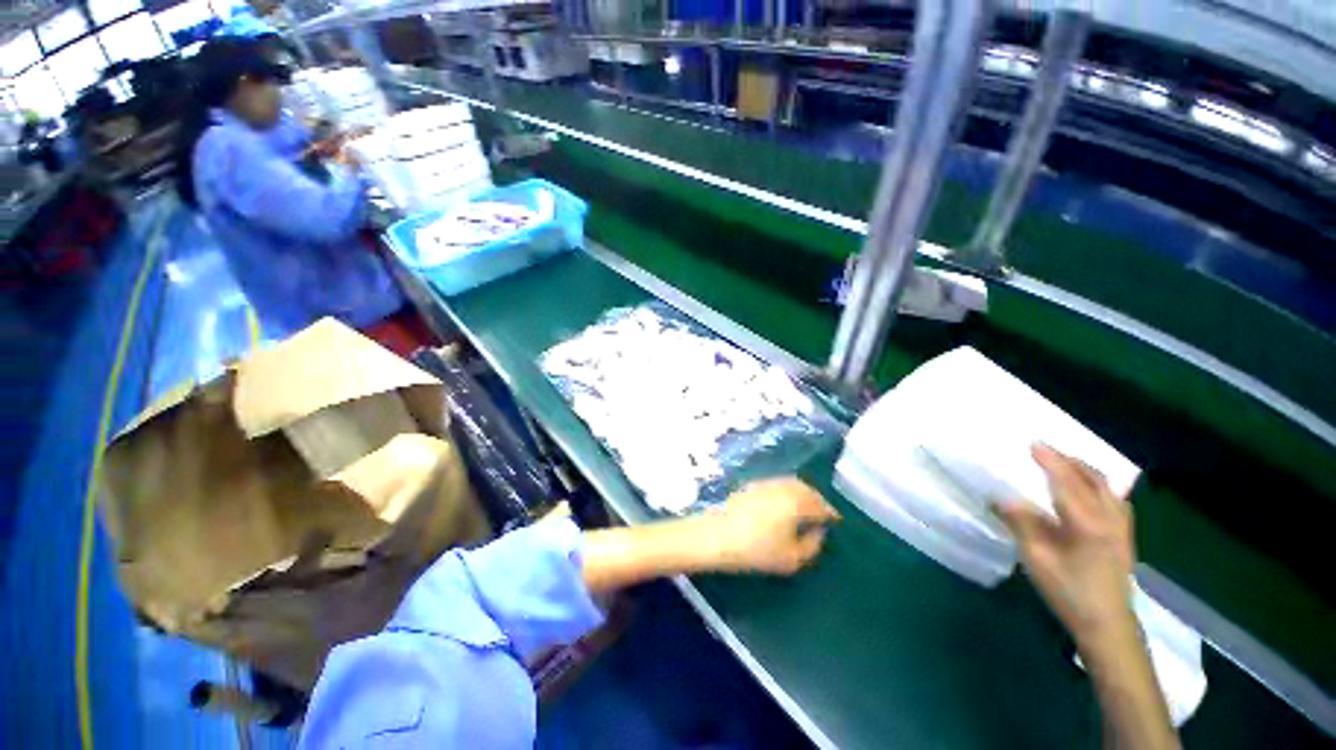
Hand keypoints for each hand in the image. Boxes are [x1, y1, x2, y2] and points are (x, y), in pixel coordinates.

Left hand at [707, 477, 840, 574]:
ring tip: (805, 509)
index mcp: (797, 503)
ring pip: (792, 484)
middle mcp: (784, 487)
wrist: (716, 535)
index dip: (831, 514)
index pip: (821, 505)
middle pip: (808, 490)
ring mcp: (766, 483)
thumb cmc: (756, 550)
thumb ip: (812, 545)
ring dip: (803, 493)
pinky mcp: (752, 485)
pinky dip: (787, 491)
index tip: (836, 522)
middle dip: (818, 500)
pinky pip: (778, 484)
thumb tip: (819, 532)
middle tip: (823, 514)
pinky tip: (784, 504)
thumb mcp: (791, 559)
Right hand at [995, 445, 1135, 645]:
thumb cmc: (1069, 592)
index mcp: (1087, 522)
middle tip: (1046, 450)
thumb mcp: (1037, 559)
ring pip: (1108, 487)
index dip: (1049, 460)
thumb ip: (1021, 524)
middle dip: (1069, 460)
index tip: (1033, 443)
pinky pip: (1114, 499)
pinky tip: (1090, 490)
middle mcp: (1109, 518)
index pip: (1066, 482)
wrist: (1108, 624)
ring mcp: (1121, 527)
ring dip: (1086, 470)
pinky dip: (1099, 485)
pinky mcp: (1124, 536)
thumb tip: (1000, 497)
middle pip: (1092, 479)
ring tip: (1066, 463)